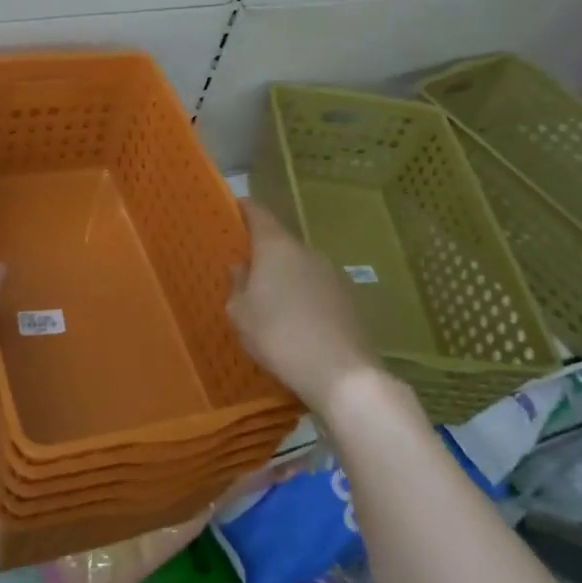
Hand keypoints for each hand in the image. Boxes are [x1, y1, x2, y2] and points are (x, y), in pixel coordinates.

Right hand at [226, 199, 383, 419]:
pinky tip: (296, 323)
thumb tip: (242, 266)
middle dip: (263, 253)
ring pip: (300, 266)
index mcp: (276, 246)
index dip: (244, 209)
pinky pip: (317, 289)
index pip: (258, 213)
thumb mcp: (240, 313)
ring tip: (270, 303)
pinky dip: (304, 297)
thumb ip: (237, 284)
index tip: (232, 211)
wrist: (341, 373)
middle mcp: (307, 251)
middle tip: (245, 271)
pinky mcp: (349, 299)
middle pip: (280, 242)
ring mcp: (333, 274)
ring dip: (285, 277)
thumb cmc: (278, 335)